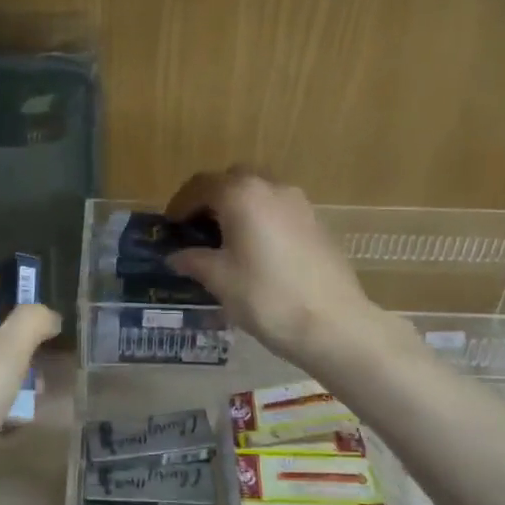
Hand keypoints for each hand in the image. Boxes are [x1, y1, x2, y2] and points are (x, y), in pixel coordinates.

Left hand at [0, 296, 59, 504]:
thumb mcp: (5, 352)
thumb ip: (31, 323)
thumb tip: (48, 315)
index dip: (13, 309)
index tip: (46, 325)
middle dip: (21, 352)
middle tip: (45, 368)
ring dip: (16, 386)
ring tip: (37, 400)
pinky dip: (4, 418)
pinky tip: (19, 428)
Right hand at [164, 169, 380, 367]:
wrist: (334, 324)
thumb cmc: (267, 298)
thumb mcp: (220, 280)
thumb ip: (194, 260)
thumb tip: (176, 256)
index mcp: (242, 195)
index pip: (201, 185)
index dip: (181, 203)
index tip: (170, 225)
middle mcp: (272, 187)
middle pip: (233, 180)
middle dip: (211, 199)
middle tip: (196, 227)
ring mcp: (299, 203)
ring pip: (259, 193)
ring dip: (238, 207)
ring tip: (226, 240)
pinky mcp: (317, 223)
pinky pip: (278, 210)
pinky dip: (260, 219)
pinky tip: (257, 251)